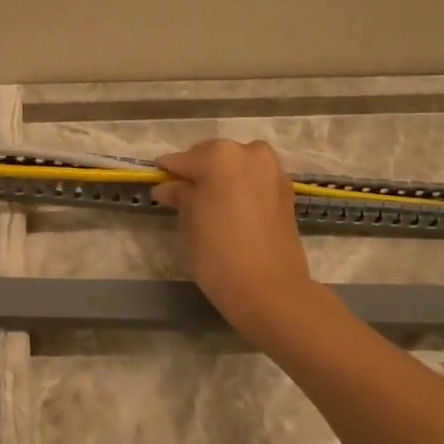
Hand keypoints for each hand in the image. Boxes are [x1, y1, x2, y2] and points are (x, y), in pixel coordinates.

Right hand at [152, 139, 320, 341]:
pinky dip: (242, 187)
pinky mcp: (286, 190)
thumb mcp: (189, 222)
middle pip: (214, 156)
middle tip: (183, 195)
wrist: (271, 290)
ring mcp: (272, 170)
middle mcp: (249, 153)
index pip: (184, 159)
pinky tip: (231, 207)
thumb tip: (167, 186)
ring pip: (238, 165)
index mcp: (220, 156)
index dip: (169, 172)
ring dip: (222, 177)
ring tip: (208, 203)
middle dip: (198, 172)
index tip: (157, 181)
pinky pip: (255, 179)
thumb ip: (180, 196)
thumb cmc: (219, 254)